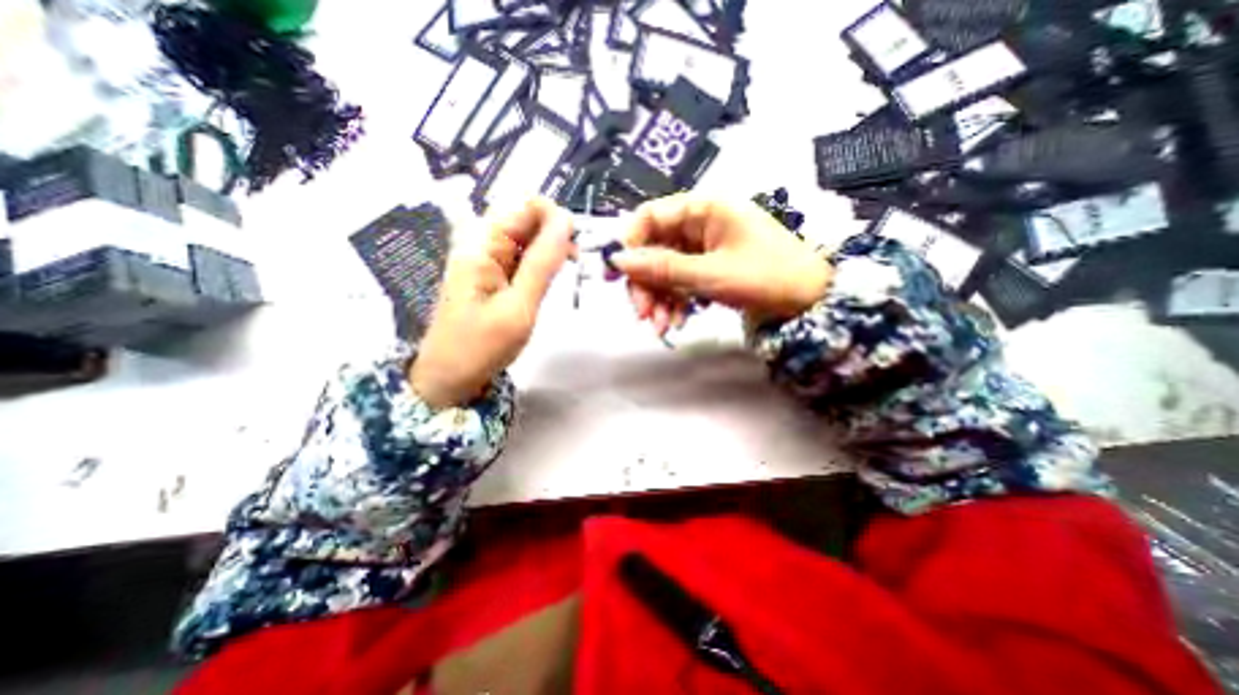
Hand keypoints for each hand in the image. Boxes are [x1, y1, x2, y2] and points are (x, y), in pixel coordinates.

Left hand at [411, 195, 575, 406]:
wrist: (449, 378)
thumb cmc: (482, 346)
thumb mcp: (520, 305)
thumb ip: (543, 262)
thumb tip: (567, 221)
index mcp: (482, 243)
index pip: (526, 205)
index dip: (556, 218)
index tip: (576, 246)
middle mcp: (480, 241)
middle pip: (527, 218)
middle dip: (555, 234)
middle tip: (574, 263)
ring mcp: (484, 257)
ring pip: (527, 237)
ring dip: (550, 249)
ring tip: (564, 272)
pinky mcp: (490, 273)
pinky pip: (520, 256)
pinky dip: (539, 263)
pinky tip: (548, 278)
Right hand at [608, 190, 830, 333]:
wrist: (811, 302)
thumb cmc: (767, 278)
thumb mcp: (711, 275)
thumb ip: (663, 268)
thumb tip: (619, 261)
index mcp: (704, 209)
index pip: (650, 217)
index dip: (630, 244)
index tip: (618, 276)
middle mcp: (700, 223)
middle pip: (654, 249)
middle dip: (645, 283)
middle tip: (642, 314)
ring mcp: (704, 248)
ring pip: (666, 270)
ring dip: (659, 299)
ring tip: (661, 328)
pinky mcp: (709, 269)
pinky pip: (681, 282)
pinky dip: (675, 303)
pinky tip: (676, 323)